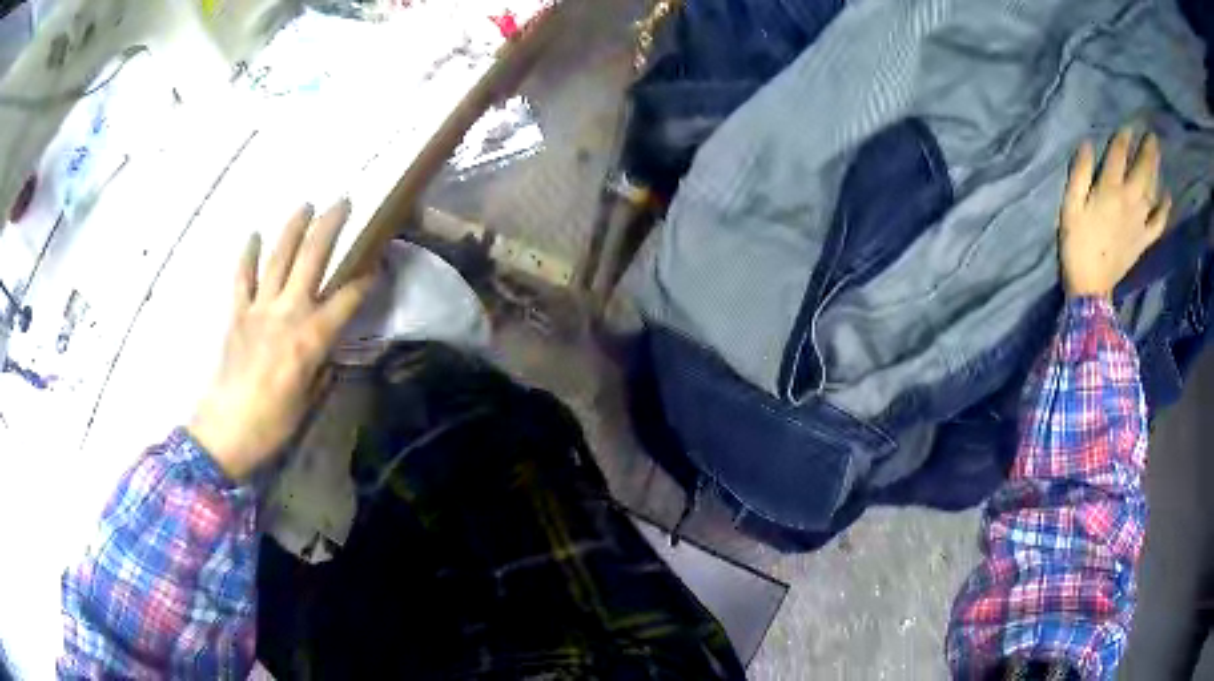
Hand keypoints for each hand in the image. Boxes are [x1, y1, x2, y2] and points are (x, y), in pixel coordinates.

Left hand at [189, 201, 374, 480]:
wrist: (225, 431)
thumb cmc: (273, 424)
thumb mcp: (308, 400)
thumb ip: (320, 366)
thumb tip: (326, 348)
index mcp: (310, 339)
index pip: (345, 299)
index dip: (364, 279)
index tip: (377, 262)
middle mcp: (287, 314)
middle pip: (311, 260)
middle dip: (329, 228)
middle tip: (343, 202)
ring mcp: (258, 309)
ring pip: (278, 259)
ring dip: (292, 229)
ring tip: (306, 204)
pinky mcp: (236, 314)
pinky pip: (242, 278)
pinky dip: (247, 255)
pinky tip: (253, 235)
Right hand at [1060, 128, 1171, 298]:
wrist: (1091, 287)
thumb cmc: (1077, 243)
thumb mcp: (1070, 205)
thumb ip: (1080, 173)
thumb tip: (1086, 144)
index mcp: (1109, 190)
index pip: (1119, 155)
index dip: (1124, 138)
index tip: (1128, 126)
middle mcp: (1129, 201)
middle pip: (1142, 171)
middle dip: (1148, 152)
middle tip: (1152, 136)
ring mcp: (1139, 223)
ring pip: (1152, 191)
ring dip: (1156, 171)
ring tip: (1158, 155)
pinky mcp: (1144, 240)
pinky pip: (1158, 223)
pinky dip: (1164, 210)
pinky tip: (1167, 197)